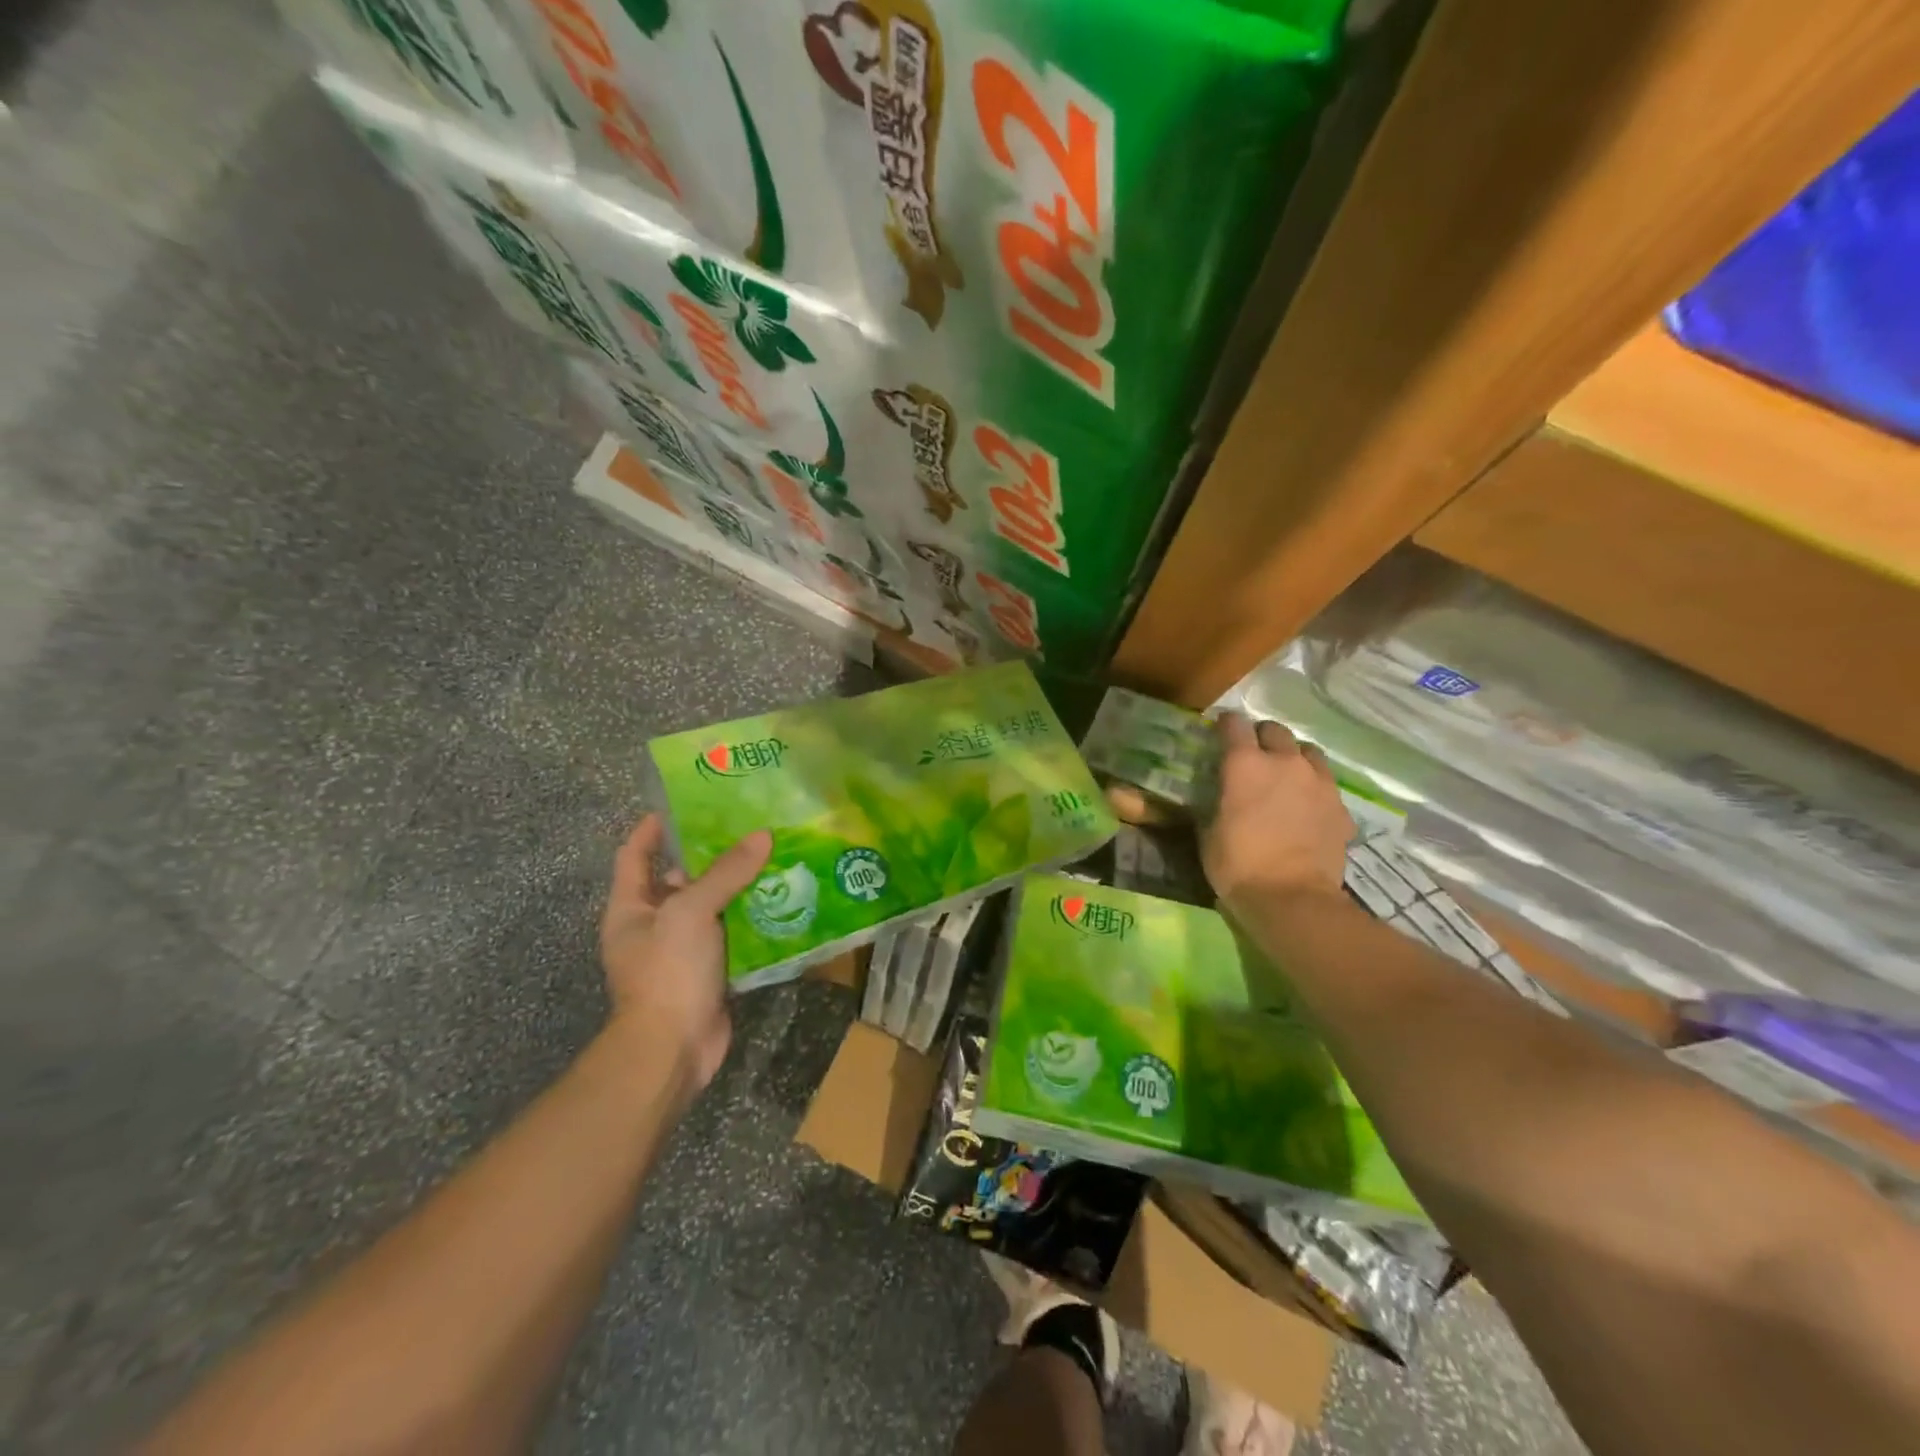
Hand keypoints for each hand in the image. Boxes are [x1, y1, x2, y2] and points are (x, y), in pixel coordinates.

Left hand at [599, 814, 771, 1090]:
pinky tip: (779, 900)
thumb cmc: (667, 971)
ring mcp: (680, 950)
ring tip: (770, 856)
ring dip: (735, 886)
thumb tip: (762, 835)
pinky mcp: (708, 970)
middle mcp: (653, 925)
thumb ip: (725, 872)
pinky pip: (730, 934)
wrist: (673, 1048)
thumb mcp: (691, 912)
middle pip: (677, 879)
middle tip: (745, 828)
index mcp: (631, 908)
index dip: (652, 829)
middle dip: (708, 855)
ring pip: (709, 907)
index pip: (634, 855)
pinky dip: (750, 918)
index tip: (682, 805)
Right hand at [1201, 712, 1351, 906]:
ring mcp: (1318, 783)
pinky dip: (1314, 788)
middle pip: (1275, 730)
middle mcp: (1284, 763)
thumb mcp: (1208, 833)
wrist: (1292, 899)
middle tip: (1253, 757)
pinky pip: (1326, 784)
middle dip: (1262, 737)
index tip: (1219, 733)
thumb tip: (1216, 795)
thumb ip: (1213, 804)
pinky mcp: (1340, 806)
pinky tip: (1307, 808)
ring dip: (1294, 758)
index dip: (1225, 725)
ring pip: (1307, 752)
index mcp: (1245, 765)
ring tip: (1286, 776)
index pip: (1234, 724)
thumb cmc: (1238, 866)